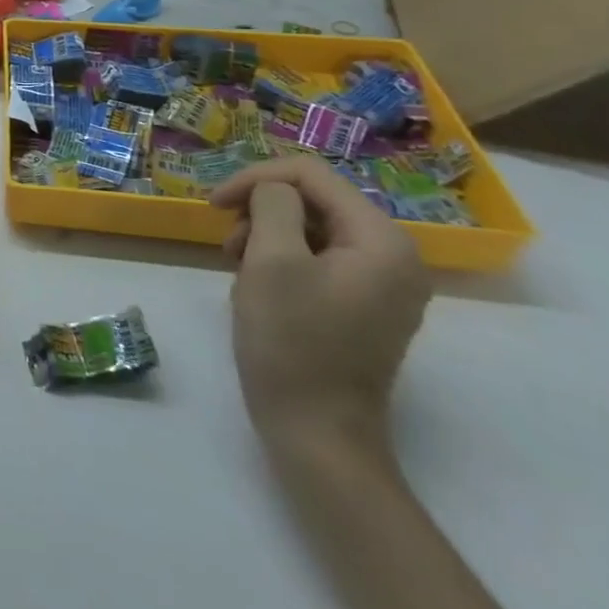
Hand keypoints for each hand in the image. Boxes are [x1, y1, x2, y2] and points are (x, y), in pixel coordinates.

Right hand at [211, 157, 429, 453]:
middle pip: (316, 200)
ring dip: (267, 235)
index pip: (312, 175)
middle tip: (225, 241)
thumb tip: (272, 190)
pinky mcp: (365, 306)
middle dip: (261, 210)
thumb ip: (272, 205)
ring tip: (237, 265)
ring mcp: (383, 285)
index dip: (257, 178)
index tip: (213, 203)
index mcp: (382, 240)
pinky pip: (320, 259)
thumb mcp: (272, 260)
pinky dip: (282, 259)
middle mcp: (395, 256)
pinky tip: (257, 284)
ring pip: (314, 229)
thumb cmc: (292, 342)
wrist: (317, 432)